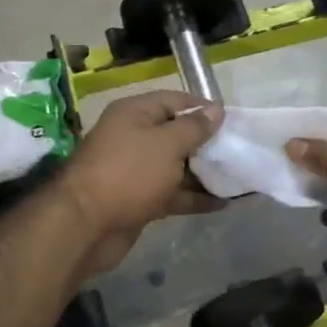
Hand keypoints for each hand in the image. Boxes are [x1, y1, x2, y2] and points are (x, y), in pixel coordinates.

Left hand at [58, 91, 224, 273]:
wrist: (86, 225)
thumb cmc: (129, 173)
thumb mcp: (167, 144)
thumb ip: (194, 127)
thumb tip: (216, 109)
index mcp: (135, 113)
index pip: (175, 101)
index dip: (203, 108)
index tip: (232, 121)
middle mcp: (133, 137)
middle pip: (176, 134)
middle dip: (207, 143)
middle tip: (239, 151)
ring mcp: (136, 171)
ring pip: (176, 167)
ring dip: (204, 173)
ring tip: (238, 178)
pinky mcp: (139, 200)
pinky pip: (172, 193)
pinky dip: (194, 197)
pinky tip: (223, 204)